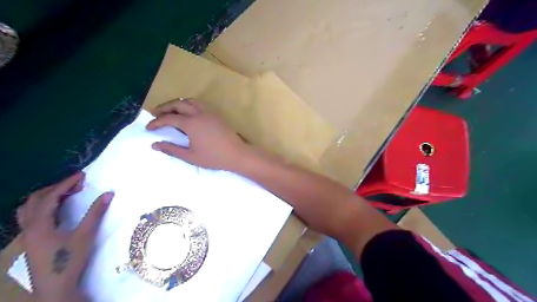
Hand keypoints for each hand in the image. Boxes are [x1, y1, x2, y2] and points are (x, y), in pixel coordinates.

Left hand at [17, 172, 112, 301]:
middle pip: (35, 200)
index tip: (81, 175)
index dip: (66, 184)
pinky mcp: (31, 241)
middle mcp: (29, 228)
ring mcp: (27, 235)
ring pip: (28, 209)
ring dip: (46, 197)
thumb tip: (108, 193)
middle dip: (56, 188)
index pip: (50, 197)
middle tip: (76, 183)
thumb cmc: (69, 260)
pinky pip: (31, 217)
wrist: (55, 287)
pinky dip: (42, 207)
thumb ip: (96, 213)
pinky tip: (56, 211)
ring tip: (65, 194)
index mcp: (40, 225)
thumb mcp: (85, 235)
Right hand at [145, 98, 253, 171]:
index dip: (156, 122)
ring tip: (170, 112)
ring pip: (190, 101)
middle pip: (178, 104)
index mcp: (191, 123)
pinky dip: (189, 105)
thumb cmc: (214, 157)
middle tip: (155, 114)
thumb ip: (171, 149)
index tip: (148, 128)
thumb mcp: (190, 156)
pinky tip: (188, 114)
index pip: (169, 118)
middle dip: (164, 107)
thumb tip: (154, 145)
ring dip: (177, 104)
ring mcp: (209, 112)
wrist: (237, 154)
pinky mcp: (216, 115)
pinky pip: (199, 104)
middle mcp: (199, 113)